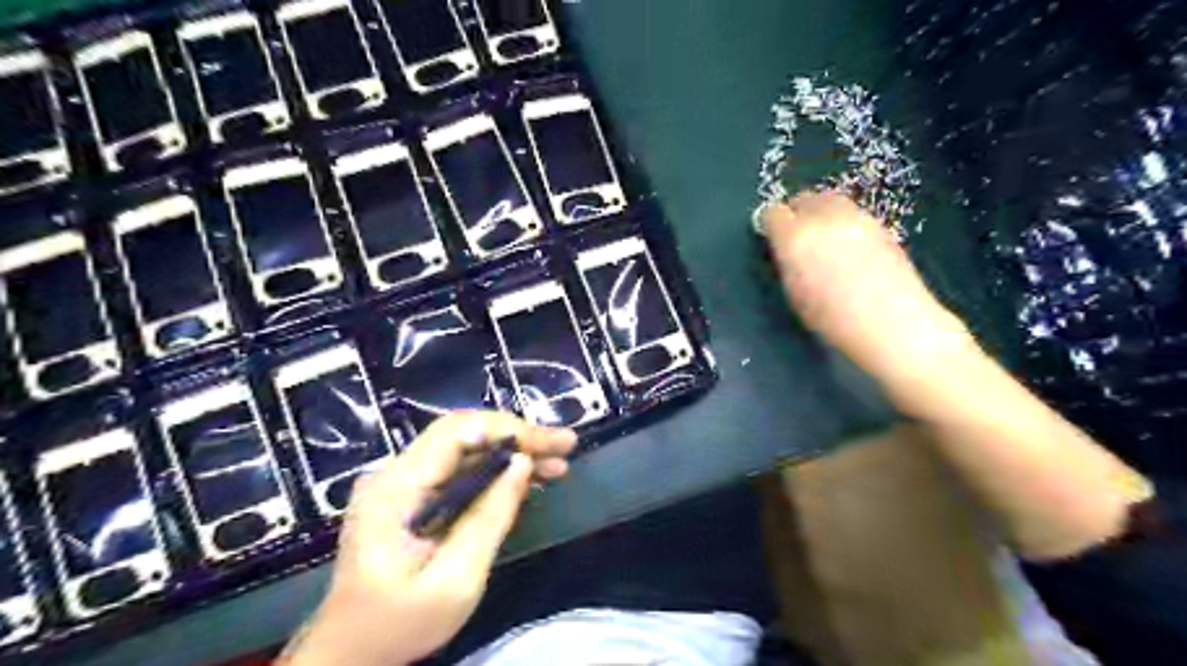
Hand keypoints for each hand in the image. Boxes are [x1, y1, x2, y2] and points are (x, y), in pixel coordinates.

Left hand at [277, 412, 573, 665]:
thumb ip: (489, 518)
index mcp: (395, 489)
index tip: (548, 443)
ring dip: (512, 453)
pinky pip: (459, 471)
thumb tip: (522, 463)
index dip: (506, 429)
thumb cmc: (398, 624)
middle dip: (519, 437)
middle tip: (566, 445)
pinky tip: (529, 479)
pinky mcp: (412, 496)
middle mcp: (395, 474)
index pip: (455, 432)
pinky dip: (496, 472)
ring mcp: (402, 483)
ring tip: (558, 464)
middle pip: (463, 435)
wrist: (349, 651)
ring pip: (466, 450)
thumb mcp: (455, 581)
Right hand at [765, 193, 978, 388]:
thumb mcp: (794, 293)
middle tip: (797, 238)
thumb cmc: (832, 320)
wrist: (892, 323)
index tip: (772, 240)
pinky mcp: (881, 224)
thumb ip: (787, 262)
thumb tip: (786, 249)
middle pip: (803, 198)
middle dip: (796, 213)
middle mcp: (824, 218)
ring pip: (830, 201)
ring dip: (821, 214)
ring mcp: (857, 217)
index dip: (770, 226)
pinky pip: (853, 215)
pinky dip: (844, 224)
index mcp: (795, 237)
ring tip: (824, 242)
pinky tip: (850, 251)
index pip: (772, 213)